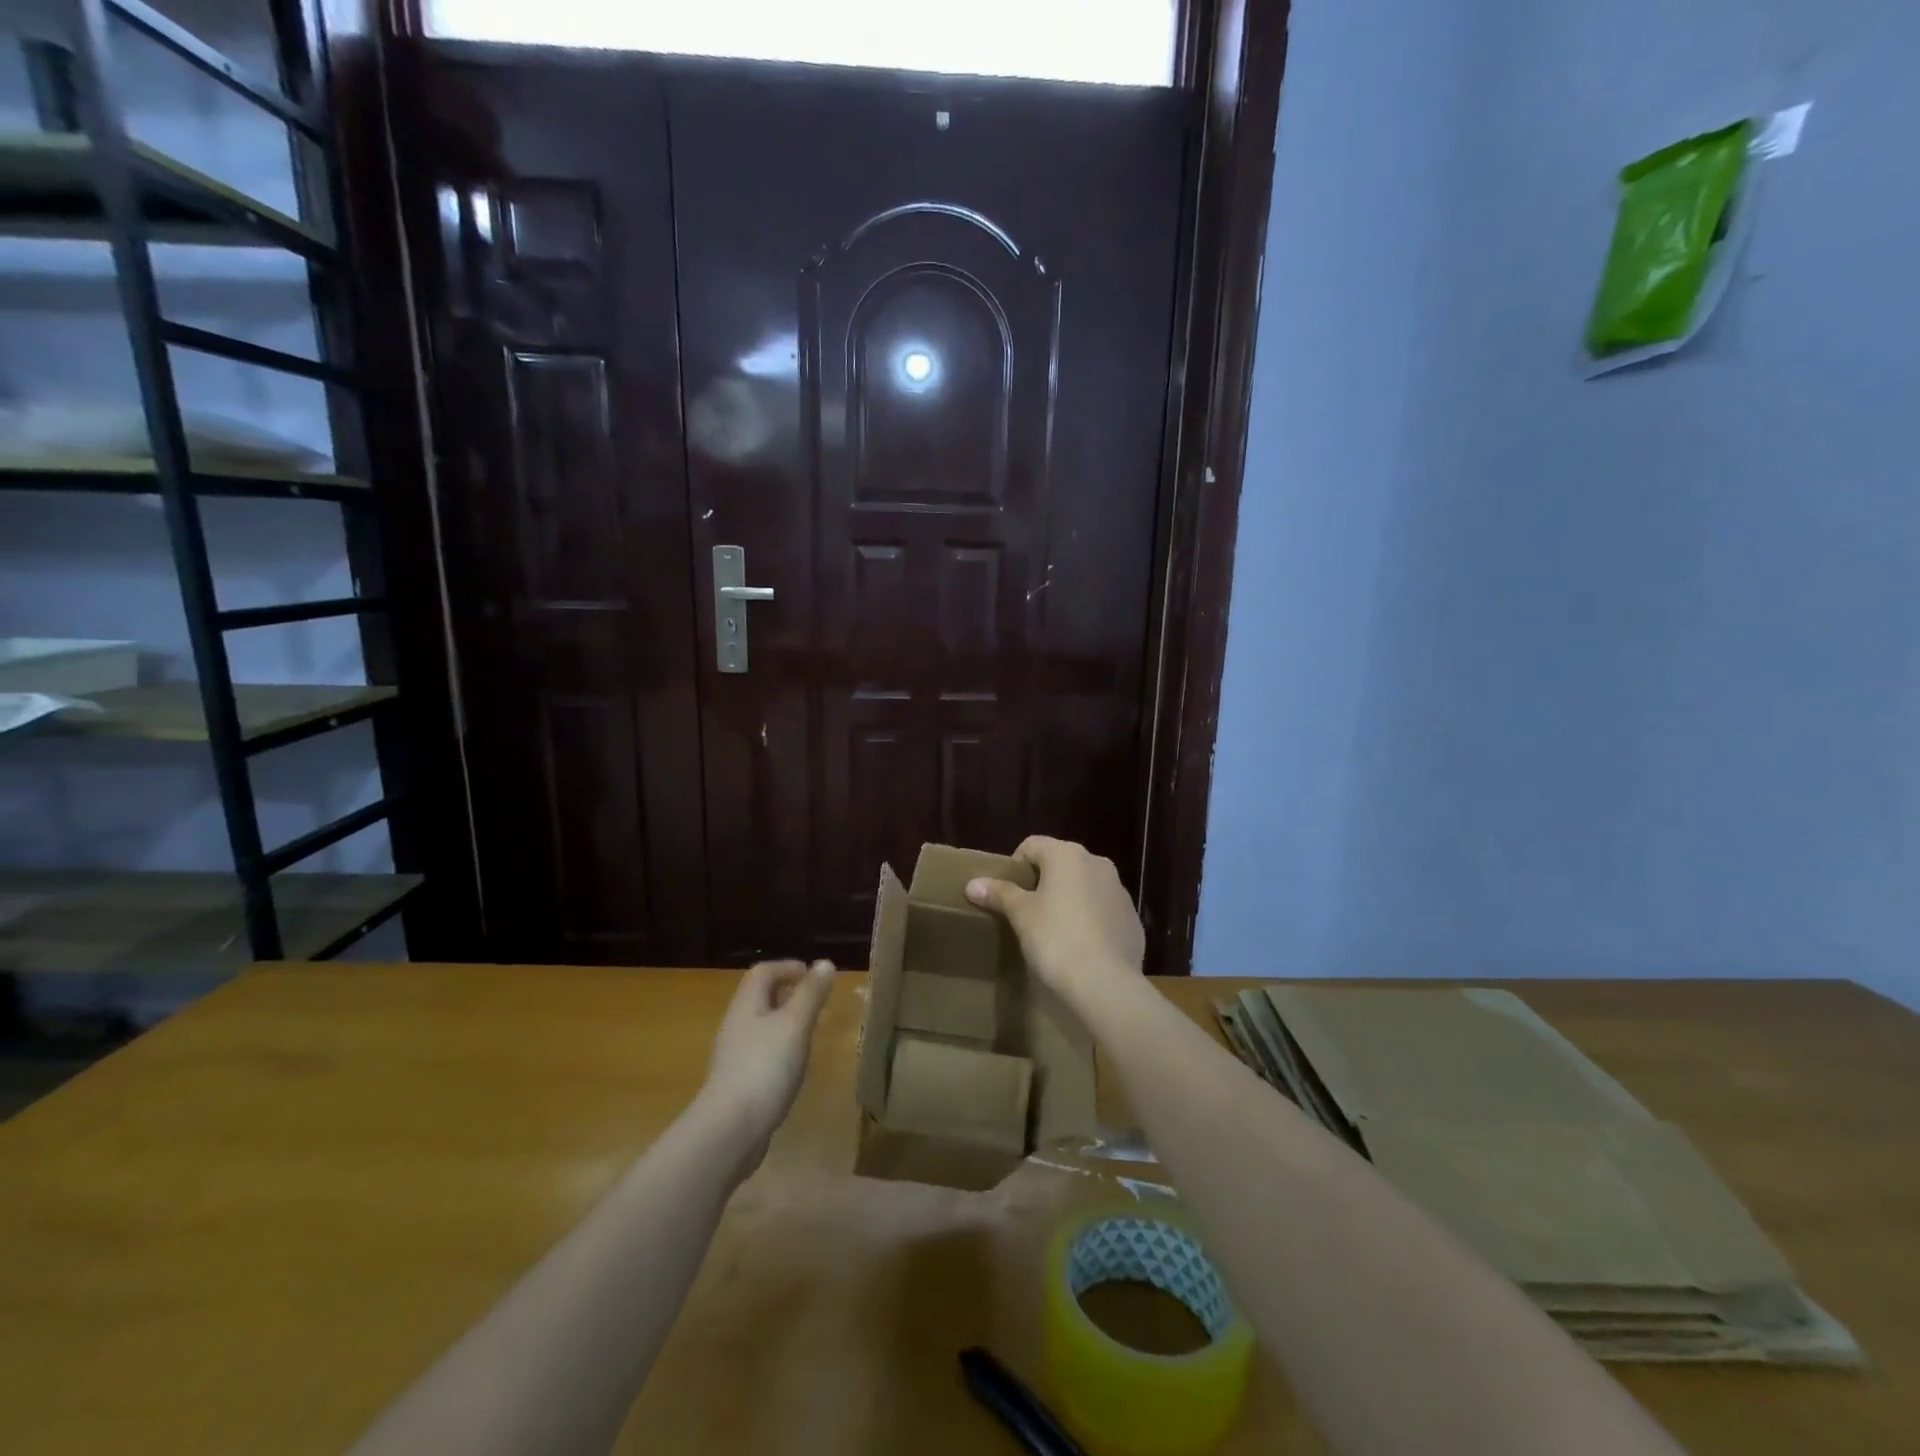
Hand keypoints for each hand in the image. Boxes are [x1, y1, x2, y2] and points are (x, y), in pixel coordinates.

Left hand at [699, 960, 834, 1169]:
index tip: (815, 976)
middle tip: (817, 1002)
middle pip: (760, 997)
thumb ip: (810, 993)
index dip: (788, 967)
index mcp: (747, 1004)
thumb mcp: (795, 1024)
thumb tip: (824, 963)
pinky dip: (780, 1049)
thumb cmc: (765, 1067)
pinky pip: (761, 1052)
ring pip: (761, 1025)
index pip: (763, 971)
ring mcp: (734, 1055)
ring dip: (786, 1022)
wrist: (730, 1130)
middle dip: (789, 993)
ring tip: (811, 1032)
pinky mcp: (738, 1081)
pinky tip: (794, 1067)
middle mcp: (736, 1024)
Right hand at [965, 836, 1145, 1013]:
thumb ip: (999, 893)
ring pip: (1085, 885)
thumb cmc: (1056, 939)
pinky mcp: (1132, 918)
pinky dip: (1090, 919)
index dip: (1015, 866)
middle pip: (1061, 863)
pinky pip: (1103, 910)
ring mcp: (1119, 890)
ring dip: (1068, 899)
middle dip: (1042, 882)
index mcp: (1067, 855)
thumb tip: (972, 883)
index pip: (1032, 845)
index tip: (1007, 894)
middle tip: (1027, 912)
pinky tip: (1080, 946)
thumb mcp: (1021, 915)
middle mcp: (1097, 863)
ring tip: (1053, 930)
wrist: (1106, 983)